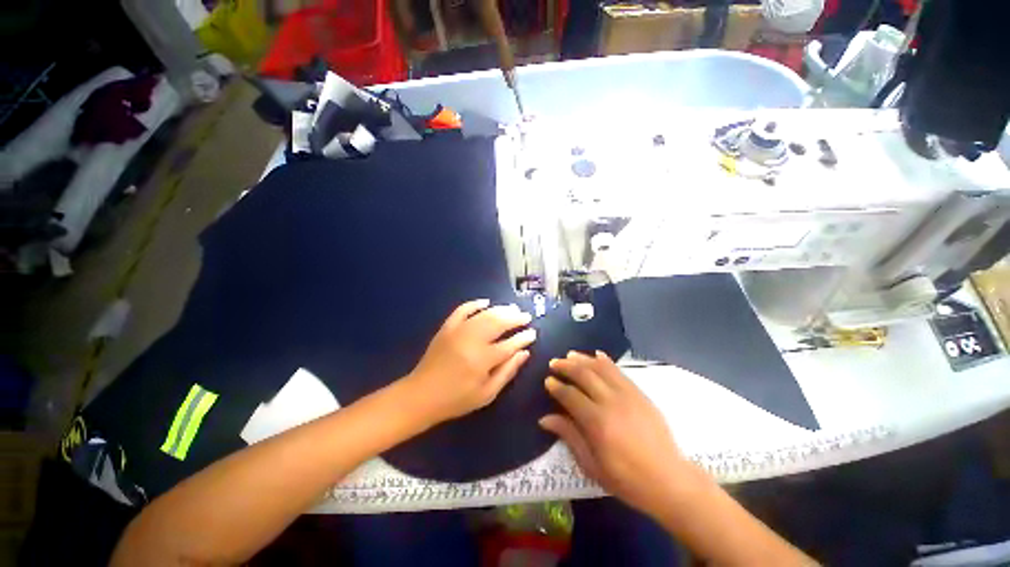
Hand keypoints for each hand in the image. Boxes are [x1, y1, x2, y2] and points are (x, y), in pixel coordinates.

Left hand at [405, 299, 536, 426]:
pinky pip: (462, 310)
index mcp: (483, 360)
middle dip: (515, 318)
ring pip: (484, 314)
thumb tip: (525, 353)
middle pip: (498, 323)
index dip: (523, 338)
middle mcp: (472, 341)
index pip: (510, 344)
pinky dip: (475, 304)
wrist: (421, 395)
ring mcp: (458, 331)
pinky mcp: (447, 327)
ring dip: (500, 310)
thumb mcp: (487, 393)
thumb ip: (507, 372)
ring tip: (512, 309)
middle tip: (526, 317)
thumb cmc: (457, 399)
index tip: (533, 333)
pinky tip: (486, 302)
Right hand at [540, 351, 695, 516]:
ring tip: (570, 354)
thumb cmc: (626, 478)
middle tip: (554, 363)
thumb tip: (544, 419)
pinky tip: (597, 355)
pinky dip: (606, 361)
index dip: (556, 386)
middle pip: (584, 375)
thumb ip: (569, 436)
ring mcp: (627, 395)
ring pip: (601, 368)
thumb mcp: (592, 464)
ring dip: (583, 359)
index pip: (570, 395)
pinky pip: (619, 371)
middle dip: (566, 366)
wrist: (668, 479)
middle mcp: (610, 402)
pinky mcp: (639, 393)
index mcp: (597, 422)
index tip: (547, 380)